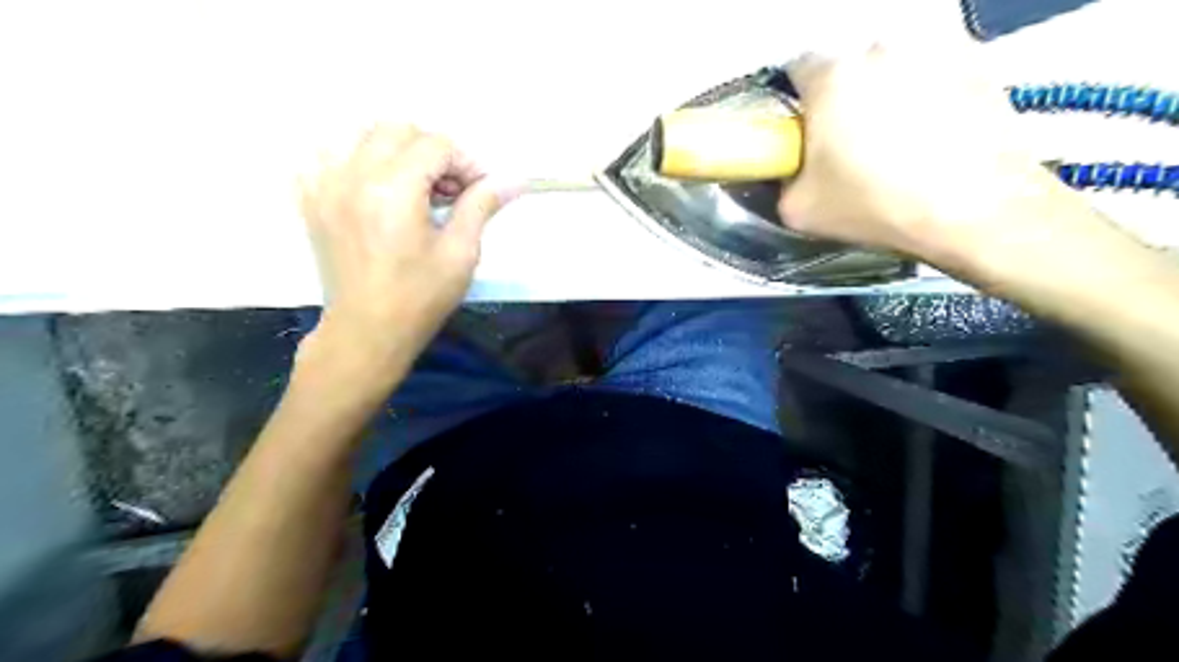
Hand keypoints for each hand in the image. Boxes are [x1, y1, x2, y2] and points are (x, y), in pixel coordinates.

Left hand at [297, 123, 514, 369]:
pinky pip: (324, 155)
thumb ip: (482, 206)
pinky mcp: (309, 199)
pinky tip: (370, 187)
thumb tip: (514, 180)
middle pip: (396, 128)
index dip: (466, 162)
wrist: (368, 331)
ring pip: (358, 134)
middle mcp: (353, 175)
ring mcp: (323, 185)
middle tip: (447, 189)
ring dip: (391, 150)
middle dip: (431, 150)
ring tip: (410, 185)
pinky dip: (351, 160)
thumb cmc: (421, 297)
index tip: (478, 190)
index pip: (436, 144)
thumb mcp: (461, 253)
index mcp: (394, 189)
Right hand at [774, 43, 1076, 270]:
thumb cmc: (876, 206)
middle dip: (842, 98)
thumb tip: (791, 170)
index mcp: (831, 78)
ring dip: (885, 94)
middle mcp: (879, 50)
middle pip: (847, 67)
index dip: (797, 101)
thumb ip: (782, 180)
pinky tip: (933, 134)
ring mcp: (932, 50)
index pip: (797, 69)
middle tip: (849, 142)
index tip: (804, 128)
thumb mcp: (799, 210)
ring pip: (891, 69)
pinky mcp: (975, 62)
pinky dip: (927, 95)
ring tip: (897, 141)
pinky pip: (933, 73)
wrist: (974, 210)